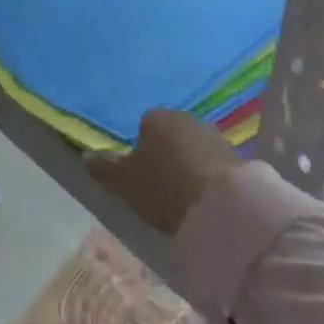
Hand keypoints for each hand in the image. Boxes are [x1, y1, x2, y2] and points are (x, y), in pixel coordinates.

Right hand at [88, 109, 239, 237]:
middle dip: (165, 156)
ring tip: (182, 197)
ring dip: (187, 166)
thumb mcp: (125, 182)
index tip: (139, 176)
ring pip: (192, 149)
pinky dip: (206, 177)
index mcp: (157, 116)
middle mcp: (187, 118)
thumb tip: (85, 156)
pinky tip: (203, 199)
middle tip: (159, 187)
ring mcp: (215, 136)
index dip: (139, 151)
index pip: (143, 126)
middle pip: (170, 136)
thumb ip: (104, 168)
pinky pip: (213, 165)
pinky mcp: (238, 158)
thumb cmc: (164, 186)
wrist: (223, 207)